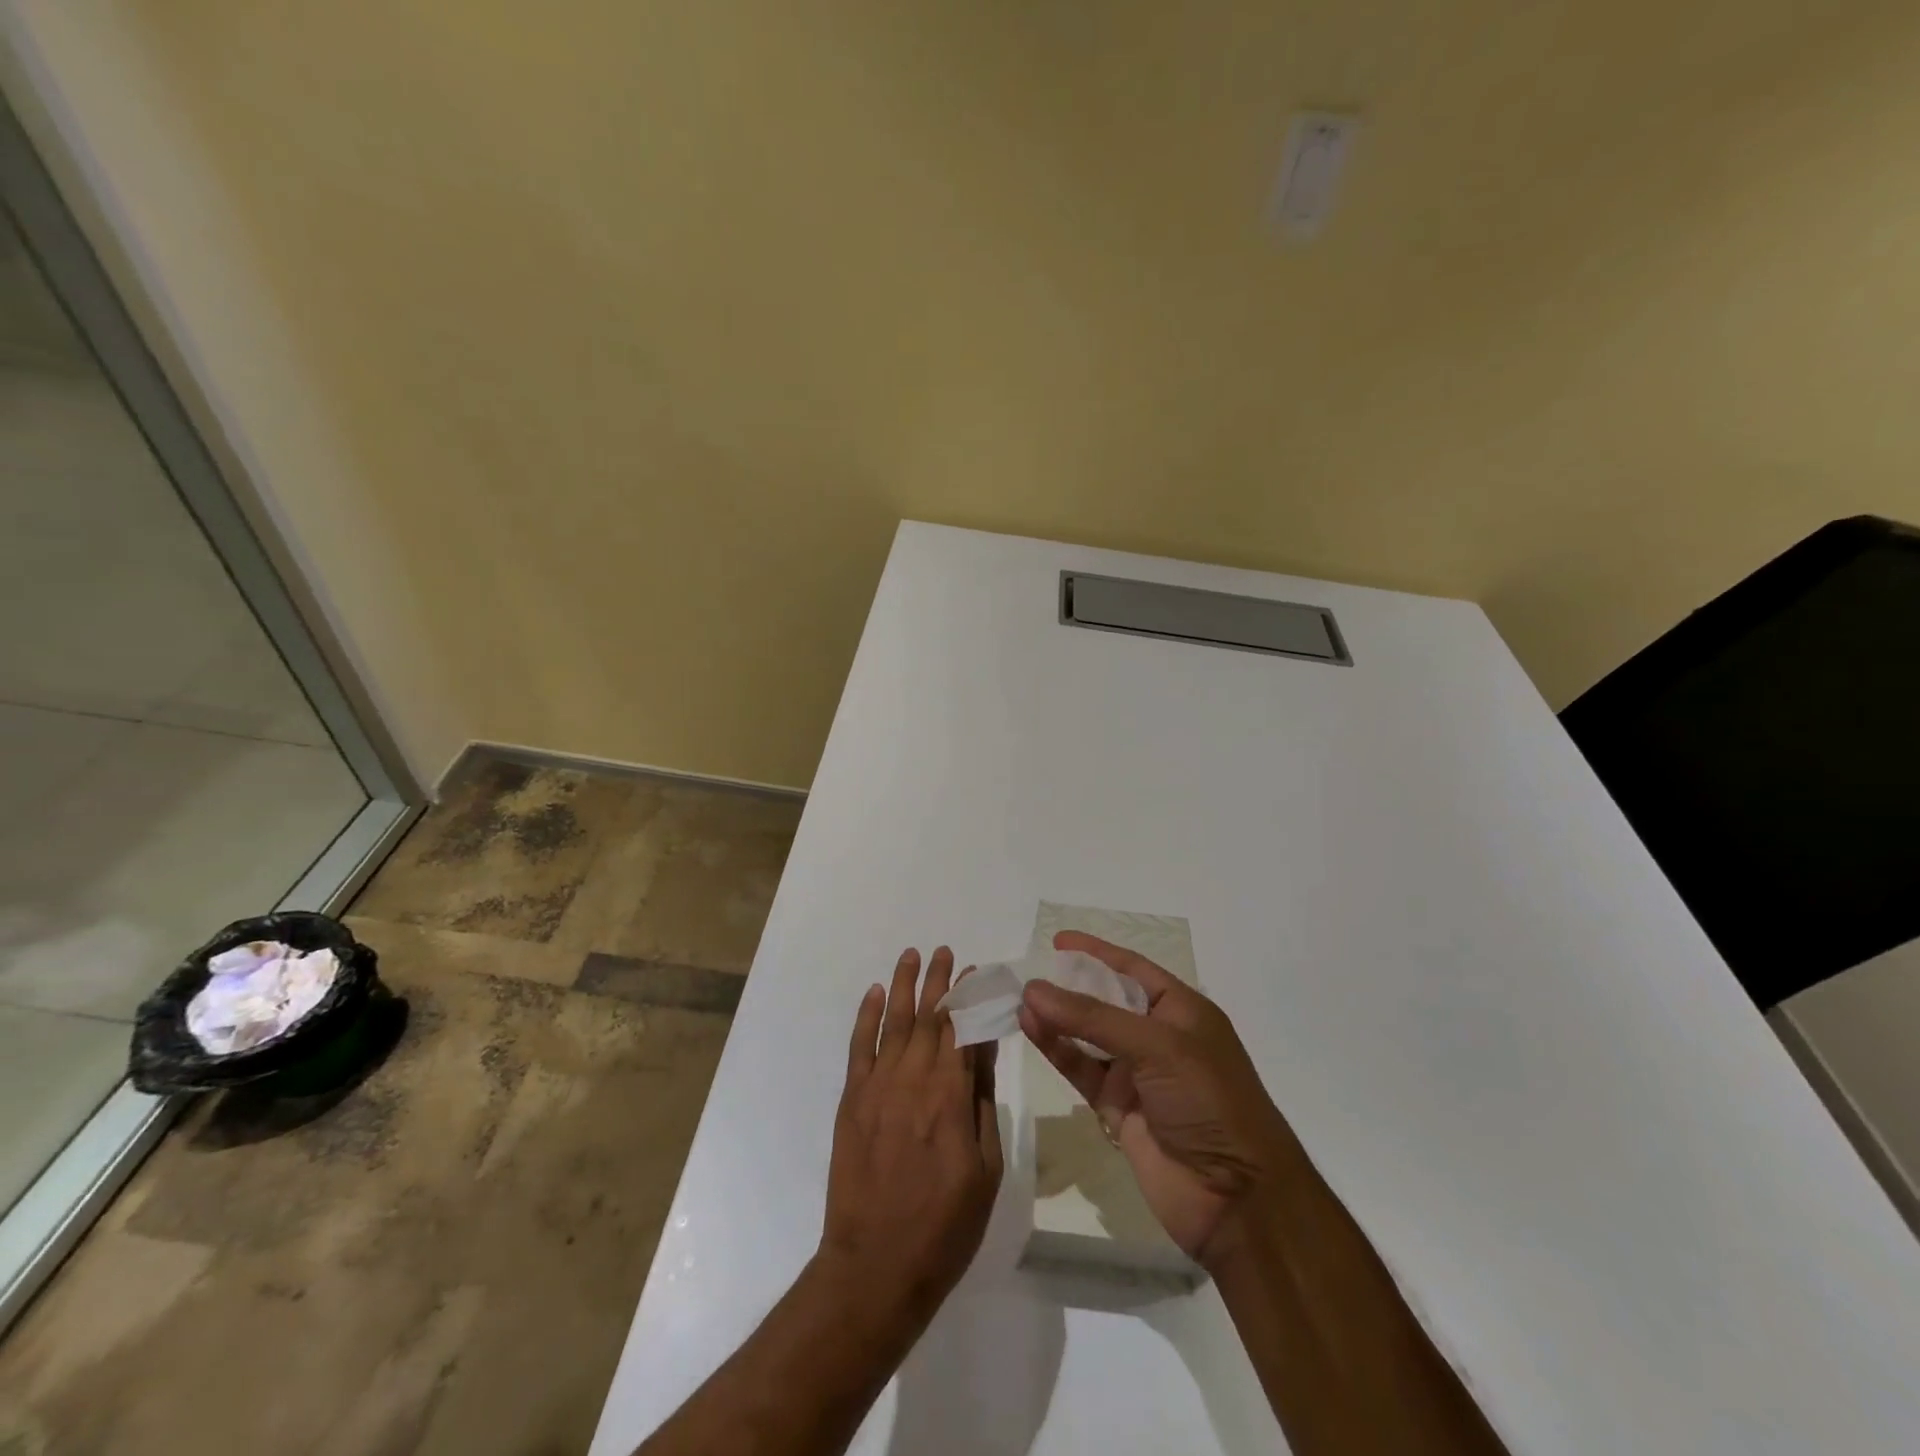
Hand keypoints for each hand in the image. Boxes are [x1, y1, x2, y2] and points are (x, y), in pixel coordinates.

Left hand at [818, 947, 1003, 1328]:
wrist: (875, 1266)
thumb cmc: (945, 1226)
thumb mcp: (986, 1169)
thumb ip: (982, 1103)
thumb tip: (984, 1050)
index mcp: (951, 1097)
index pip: (963, 1030)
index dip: (970, 998)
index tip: (977, 971)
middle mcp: (913, 1080)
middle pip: (930, 1017)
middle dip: (940, 981)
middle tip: (947, 951)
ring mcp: (877, 1087)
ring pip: (894, 1022)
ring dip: (905, 985)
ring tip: (912, 955)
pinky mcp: (851, 1100)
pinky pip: (859, 1047)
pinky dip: (867, 1016)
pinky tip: (876, 993)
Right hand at [1019, 932, 1301, 1267]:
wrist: (1237, 1198)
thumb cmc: (1209, 1101)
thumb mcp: (1157, 1046)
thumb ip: (1093, 1017)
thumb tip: (1034, 989)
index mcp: (1182, 1011)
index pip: (1133, 969)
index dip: (1097, 952)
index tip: (1058, 941)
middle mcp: (1158, 1037)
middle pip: (1106, 1000)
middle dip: (1070, 985)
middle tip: (1029, 970)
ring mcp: (1137, 1074)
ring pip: (1088, 1036)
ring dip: (1057, 1018)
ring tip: (1021, 1000)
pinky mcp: (1118, 1108)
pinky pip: (1081, 1069)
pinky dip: (1057, 1050)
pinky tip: (1031, 1029)